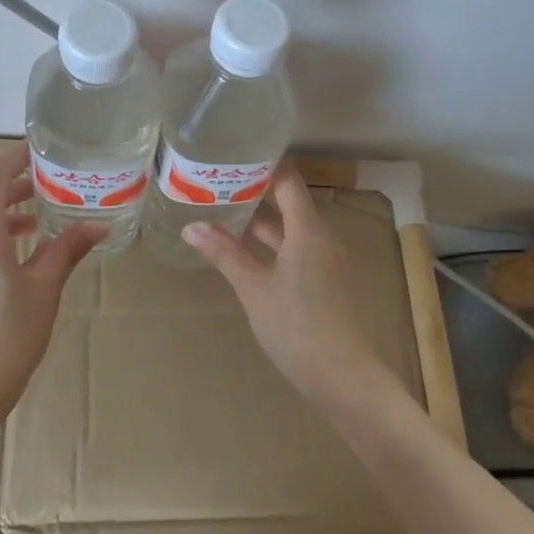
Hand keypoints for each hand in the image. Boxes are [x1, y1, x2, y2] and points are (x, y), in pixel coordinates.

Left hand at [0, 146, 103, 425]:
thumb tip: (99, 225)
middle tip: (54, 182)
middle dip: (18, 184)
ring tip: (44, 216)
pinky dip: (1, 234)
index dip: (15, 157)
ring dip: (10, 211)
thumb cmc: (8, 337)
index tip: (43, 150)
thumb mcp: (45, 289)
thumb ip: (68, 250)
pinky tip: (26, 252)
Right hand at [182, 168, 383, 403]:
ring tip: (226, 208)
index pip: (288, 180)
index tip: (234, 157)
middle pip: (290, 200)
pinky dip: (273, 240)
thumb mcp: (253, 288)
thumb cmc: (296, 326)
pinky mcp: (326, 279)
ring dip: (263, 217)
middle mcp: (322, 236)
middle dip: (257, 190)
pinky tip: (246, 248)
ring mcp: (327, 259)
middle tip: (220, 181)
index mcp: (308, 230)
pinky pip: (298, 246)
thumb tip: (190, 226)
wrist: (343, 377)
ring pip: (293, 226)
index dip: (264, 165)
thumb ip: (224, 253)